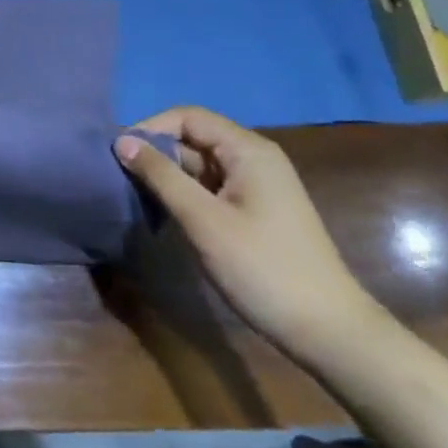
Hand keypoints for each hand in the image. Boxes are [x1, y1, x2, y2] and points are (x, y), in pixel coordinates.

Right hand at [114, 106, 384, 363]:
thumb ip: (161, 176)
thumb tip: (121, 141)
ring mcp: (257, 186)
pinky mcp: (255, 211)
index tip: (119, 154)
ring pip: (200, 165)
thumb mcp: (203, 220)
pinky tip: (164, 214)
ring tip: (135, 195)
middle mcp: (254, 159)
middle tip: (120, 177)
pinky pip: (211, 187)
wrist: (328, 331)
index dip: (151, 128)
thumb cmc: (262, 268)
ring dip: (168, 175)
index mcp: (248, 150)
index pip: (188, 117)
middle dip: (156, 153)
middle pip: (194, 138)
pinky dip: (185, 194)